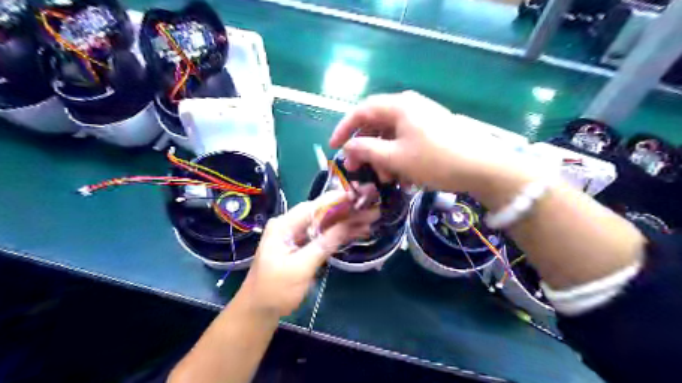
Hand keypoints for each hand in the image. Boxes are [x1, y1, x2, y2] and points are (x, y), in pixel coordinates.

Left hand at [238, 189, 380, 316]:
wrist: (260, 310)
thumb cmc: (276, 290)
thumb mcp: (301, 267)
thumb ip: (324, 244)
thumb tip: (347, 224)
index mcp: (284, 225)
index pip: (314, 206)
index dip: (337, 200)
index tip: (359, 197)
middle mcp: (290, 225)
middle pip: (321, 213)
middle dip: (346, 211)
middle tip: (371, 209)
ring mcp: (296, 235)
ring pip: (325, 223)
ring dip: (346, 222)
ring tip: (369, 219)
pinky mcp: (302, 245)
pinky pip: (323, 235)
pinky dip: (339, 234)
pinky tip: (356, 231)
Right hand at [329, 92, 532, 195]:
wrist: (483, 167)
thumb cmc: (435, 160)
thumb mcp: (396, 158)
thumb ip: (367, 150)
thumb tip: (348, 147)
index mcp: (399, 106)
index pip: (361, 111)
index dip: (344, 129)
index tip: (333, 147)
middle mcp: (409, 106)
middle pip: (377, 125)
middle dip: (366, 150)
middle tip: (358, 171)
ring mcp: (423, 118)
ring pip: (392, 137)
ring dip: (384, 159)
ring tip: (388, 181)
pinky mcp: (433, 131)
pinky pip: (408, 143)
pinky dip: (400, 159)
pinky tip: (405, 179)